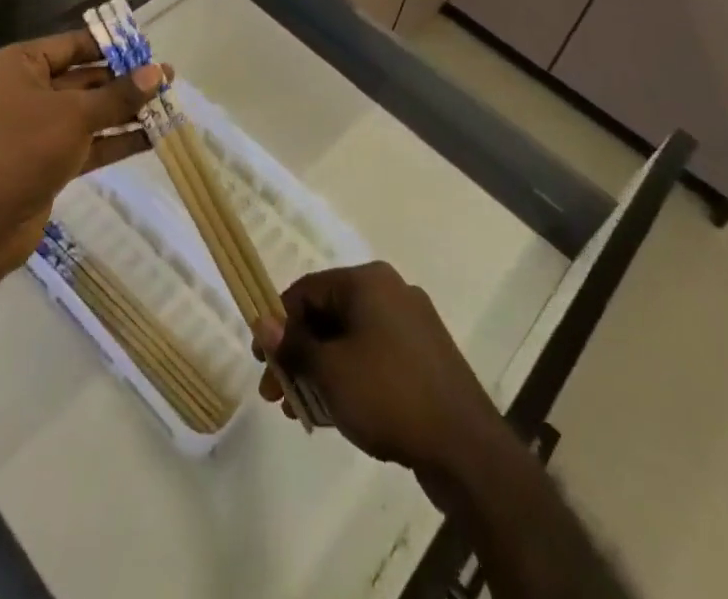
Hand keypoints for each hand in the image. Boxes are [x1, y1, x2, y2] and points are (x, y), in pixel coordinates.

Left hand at [0, 31, 164, 282]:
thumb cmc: (22, 149)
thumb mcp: (75, 115)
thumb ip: (119, 95)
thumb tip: (158, 72)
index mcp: (17, 65)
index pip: (72, 45)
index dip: (111, 46)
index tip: (148, 49)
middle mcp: (23, 90)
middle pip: (83, 78)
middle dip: (125, 82)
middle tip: (167, 80)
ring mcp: (34, 128)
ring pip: (88, 112)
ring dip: (125, 111)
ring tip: (168, 106)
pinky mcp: (45, 160)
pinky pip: (86, 141)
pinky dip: (115, 140)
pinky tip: (152, 138)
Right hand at [252, 262, 505, 485]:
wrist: (465, 447)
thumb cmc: (389, 394)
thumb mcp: (331, 371)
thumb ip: (294, 345)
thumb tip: (263, 322)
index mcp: (368, 280)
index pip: (307, 290)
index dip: (278, 323)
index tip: (261, 361)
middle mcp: (390, 291)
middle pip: (329, 314)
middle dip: (298, 353)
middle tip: (276, 394)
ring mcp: (411, 324)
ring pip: (350, 339)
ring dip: (320, 370)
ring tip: (300, 411)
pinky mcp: (424, 357)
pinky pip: (374, 357)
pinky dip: (349, 377)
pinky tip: (334, 412)